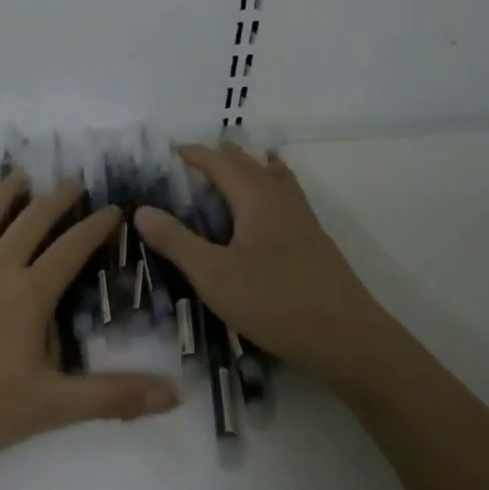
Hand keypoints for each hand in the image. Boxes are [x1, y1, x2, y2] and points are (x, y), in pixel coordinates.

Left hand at [0, 169, 179, 468]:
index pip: (71, 250)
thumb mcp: (49, 408)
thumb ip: (111, 397)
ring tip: (18, 176)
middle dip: (54, 200)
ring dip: (2, 196)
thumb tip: (174, 395)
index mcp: (27, 295)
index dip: (94, 227)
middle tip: (71, 182)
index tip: (113, 208)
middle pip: (29, 224)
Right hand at [135, 143, 393, 390]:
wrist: (347, 338)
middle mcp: (281, 199)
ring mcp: (303, 219)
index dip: (195, 154)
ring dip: (250, 168)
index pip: (220, 163)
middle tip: (195, 162)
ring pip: (274, 177)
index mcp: (256, 198)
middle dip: (222, 157)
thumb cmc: (274, 302)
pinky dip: (269, 187)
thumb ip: (176, 241)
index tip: (171, 151)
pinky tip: (266, 212)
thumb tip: (141, 210)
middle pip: (250, 163)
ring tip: (234, 171)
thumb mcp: (213, 275)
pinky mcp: (314, 241)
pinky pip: (287, 196)